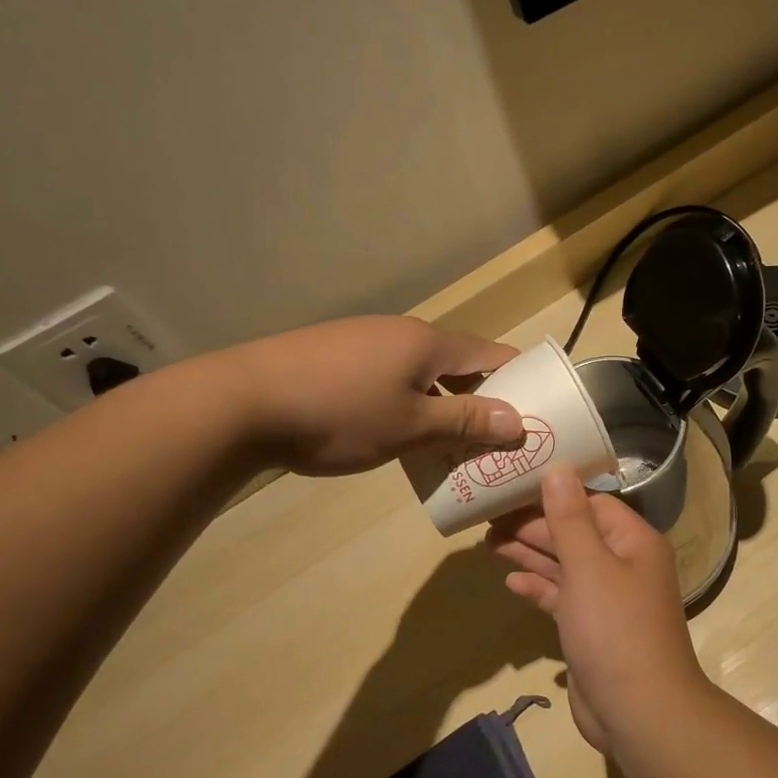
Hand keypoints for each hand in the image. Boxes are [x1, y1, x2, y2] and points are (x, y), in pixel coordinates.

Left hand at [214, 316, 520, 475]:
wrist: (239, 403)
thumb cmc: (339, 414)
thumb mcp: (411, 426)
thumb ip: (466, 421)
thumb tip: (519, 421)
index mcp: (428, 342)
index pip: (492, 354)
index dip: (519, 380)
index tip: (537, 412)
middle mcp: (400, 333)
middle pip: (458, 363)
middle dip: (481, 399)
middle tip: (496, 440)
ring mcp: (364, 341)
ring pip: (422, 373)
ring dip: (443, 404)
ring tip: (451, 445)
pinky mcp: (334, 357)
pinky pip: (391, 378)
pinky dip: (409, 403)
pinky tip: (398, 433)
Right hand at [487, 466, 712, 750]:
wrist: (639, 711)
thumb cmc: (615, 628)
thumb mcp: (589, 565)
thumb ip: (569, 518)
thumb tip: (558, 468)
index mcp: (633, 542)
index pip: (591, 503)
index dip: (553, 493)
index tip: (512, 486)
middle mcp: (624, 565)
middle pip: (575, 533)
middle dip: (534, 526)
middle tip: (488, 516)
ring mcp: (608, 600)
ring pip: (565, 566)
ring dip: (530, 554)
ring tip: (488, 541)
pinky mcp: (591, 630)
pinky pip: (562, 599)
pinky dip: (539, 588)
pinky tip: (511, 582)